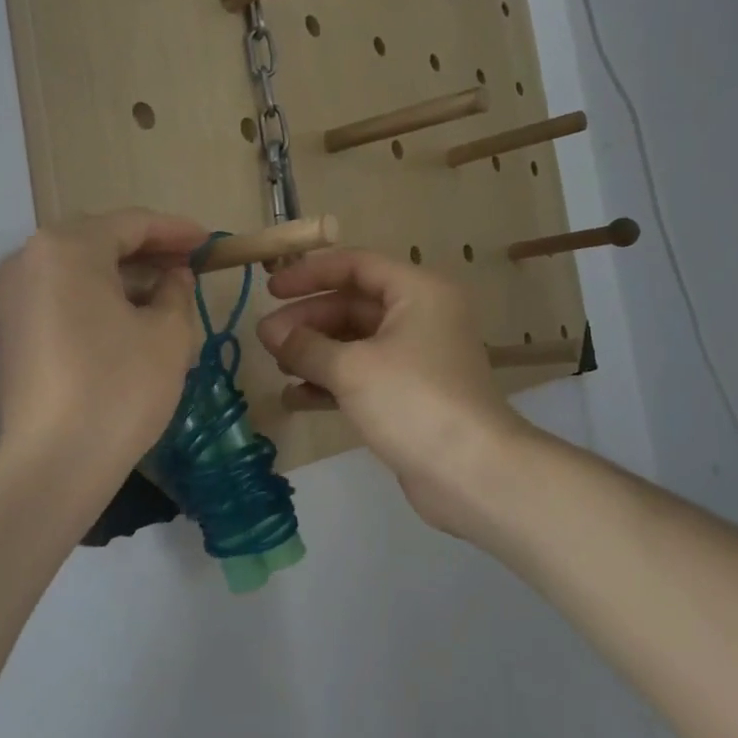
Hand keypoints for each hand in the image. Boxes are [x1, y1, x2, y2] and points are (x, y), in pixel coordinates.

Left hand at [0, 209, 205, 481]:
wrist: (55, 464)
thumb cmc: (120, 387)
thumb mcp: (168, 333)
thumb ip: (176, 290)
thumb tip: (173, 276)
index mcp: (66, 248)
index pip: (131, 223)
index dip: (175, 230)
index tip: (208, 243)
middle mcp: (26, 261)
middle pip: (96, 241)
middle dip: (146, 251)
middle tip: (187, 266)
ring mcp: (8, 298)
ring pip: (74, 270)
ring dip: (119, 275)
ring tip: (161, 293)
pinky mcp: (5, 333)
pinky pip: (55, 297)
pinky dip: (91, 298)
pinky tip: (123, 319)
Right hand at [255, 249, 527, 536]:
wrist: (471, 472)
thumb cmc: (413, 401)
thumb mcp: (352, 368)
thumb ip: (306, 345)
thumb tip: (270, 332)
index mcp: (417, 292)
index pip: (356, 265)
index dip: (310, 274)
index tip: (271, 289)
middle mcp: (420, 317)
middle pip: (353, 305)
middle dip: (308, 320)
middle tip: (266, 338)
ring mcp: (417, 358)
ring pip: (356, 343)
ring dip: (315, 351)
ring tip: (277, 366)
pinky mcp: (410, 395)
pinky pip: (363, 376)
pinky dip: (331, 381)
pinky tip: (296, 396)